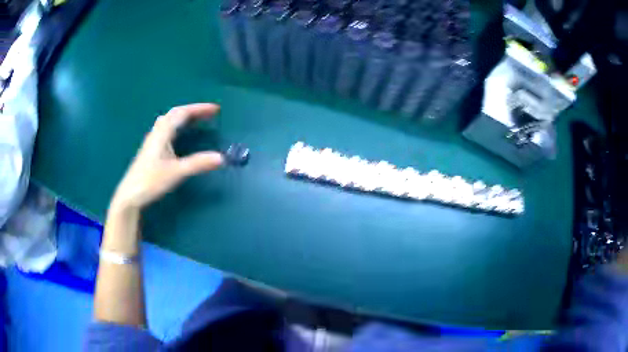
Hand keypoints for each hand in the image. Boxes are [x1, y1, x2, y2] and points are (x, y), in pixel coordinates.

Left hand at [110, 103, 223, 211]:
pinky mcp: (150, 150)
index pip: (182, 113)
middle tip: (209, 113)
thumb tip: (221, 158)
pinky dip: (177, 126)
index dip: (199, 109)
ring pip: (168, 121)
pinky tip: (179, 135)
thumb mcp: (176, 172)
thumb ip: (198, 164)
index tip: (215, 109)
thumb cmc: (151, 181)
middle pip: (175, 114)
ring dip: (183, 117)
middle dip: (193, 111)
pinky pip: (166, 130)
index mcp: (162, 134)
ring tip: (196, 120)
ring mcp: (152, 141)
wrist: (130, 195)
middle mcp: (157, 133)